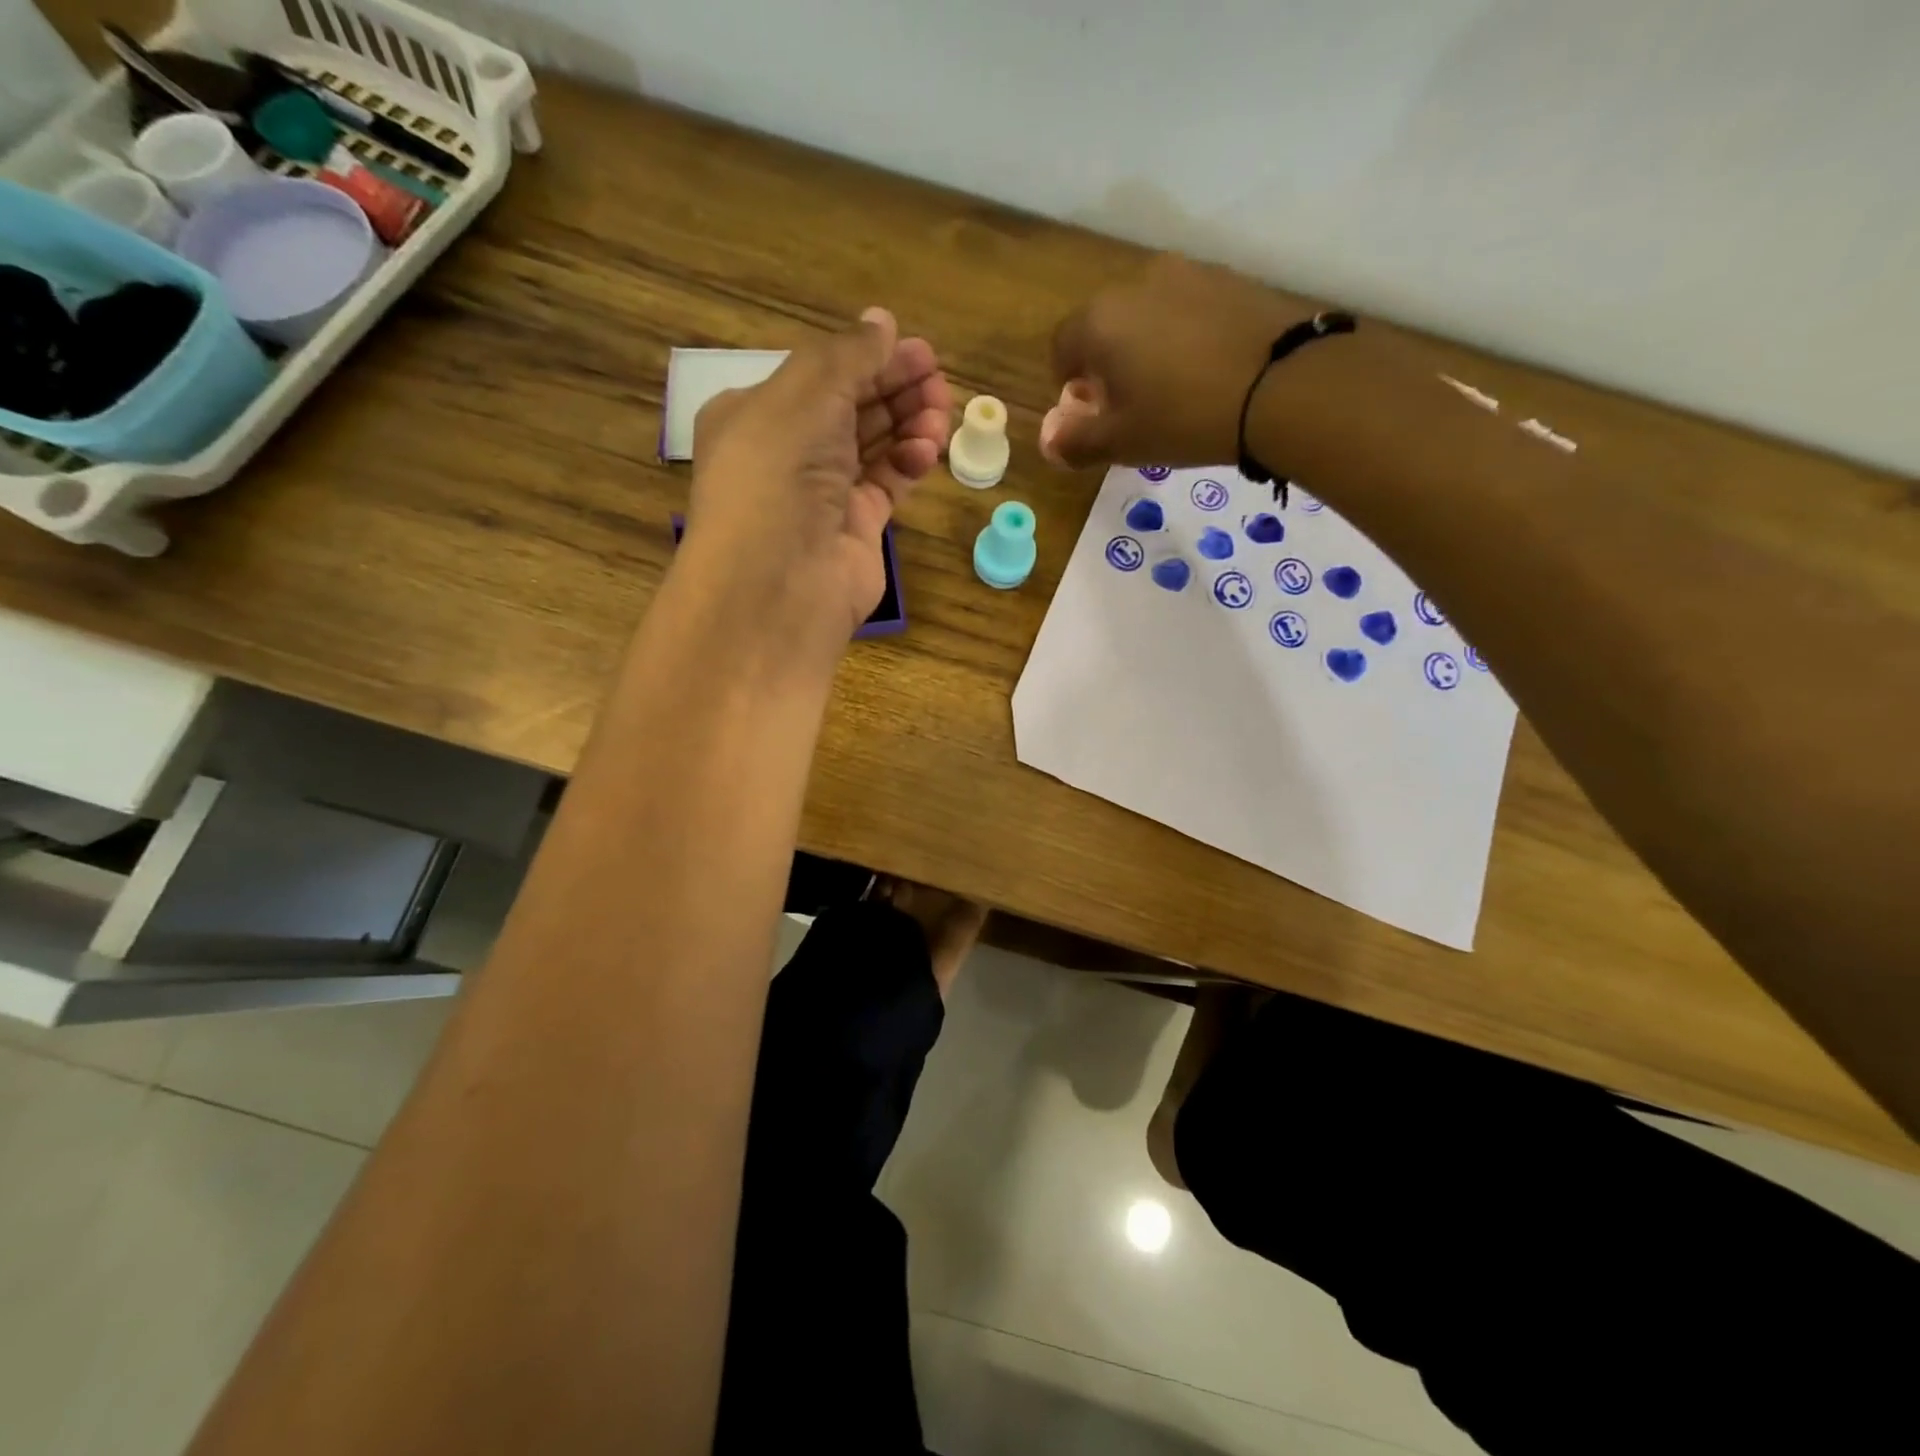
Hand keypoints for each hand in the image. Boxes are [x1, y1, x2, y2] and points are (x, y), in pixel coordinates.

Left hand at [679, 308, 951, 665]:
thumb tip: (882, 321)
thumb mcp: (804, 395)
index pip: (820, 376)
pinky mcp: (855, 529)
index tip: (918, 350)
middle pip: (850, 408)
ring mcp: (822, 495)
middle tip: (937, 379)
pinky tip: (927, 449)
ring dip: (908, 424)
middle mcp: (787, 454)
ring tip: (940, 413)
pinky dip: (908, 463)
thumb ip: (847, 356)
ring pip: (873, 446)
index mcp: (756, 415)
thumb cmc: (777, 475)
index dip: (868, 359)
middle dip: (895, 388)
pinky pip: (887, 484)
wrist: (779, 583)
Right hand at [1042, 255, 1318, 470]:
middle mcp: (1135, 283)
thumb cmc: (1184, 417)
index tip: (1093, 415)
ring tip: (1173, 390)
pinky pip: (1187, 309)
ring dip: (1146, 348)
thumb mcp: (1123, 443)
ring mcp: (1186, 274)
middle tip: (1131, 406)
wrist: (1284, 385)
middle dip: (1107, 364)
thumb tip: (1049, 441)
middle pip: (1103, 326)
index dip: (1069, 386)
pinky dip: (1184, 336)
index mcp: (1099, 321)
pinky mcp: (1228, 278)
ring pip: (1146, 315)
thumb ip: (1076, 442)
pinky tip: (1206, 371)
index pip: (1061, 348)